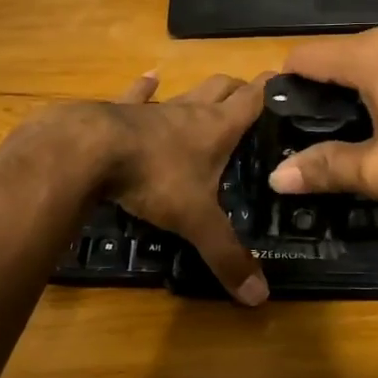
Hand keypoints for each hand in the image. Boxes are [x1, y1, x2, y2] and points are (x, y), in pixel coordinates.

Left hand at [100, 71, 269, 305]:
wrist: (87, 151)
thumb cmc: (153, 178)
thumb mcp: (195, 221)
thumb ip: (226, 256)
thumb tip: (259, 298)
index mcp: (217, 128)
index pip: (254, 98)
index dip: (273, 88)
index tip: (290, 81)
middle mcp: (190, 110)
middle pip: (222, 87)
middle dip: (239, 89)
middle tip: (252, 101)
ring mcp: (154, 109)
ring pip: (185, 91)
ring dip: (199, 92)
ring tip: (211, 93)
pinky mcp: (119, 112)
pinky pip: (137, 95)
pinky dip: (145, 89)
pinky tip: (149, 79)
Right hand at [268, 17, 377, 206]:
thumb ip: (325, 168)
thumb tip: (277, 177)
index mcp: (370, 54)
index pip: (303, 56)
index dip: (286, 87)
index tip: (287, 122)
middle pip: (338, 55)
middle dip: (326, 92)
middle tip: (330, 138)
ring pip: (373, 57)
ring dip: (362, 88)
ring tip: (373, 131)